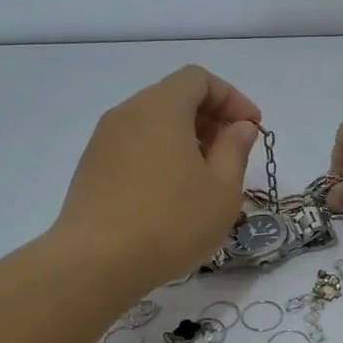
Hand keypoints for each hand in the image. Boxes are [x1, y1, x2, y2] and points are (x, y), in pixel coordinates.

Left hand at [55, 66, 262, 288]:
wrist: (96, 263)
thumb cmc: (171, 221)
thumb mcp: (222, 189)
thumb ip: (235, 150)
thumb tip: (240, 127)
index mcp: (161, 107)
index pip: (198, 79)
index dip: (231, 98)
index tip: (251, 129)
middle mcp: (127, 113)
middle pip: (173, 97)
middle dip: (209, 118)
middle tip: (232, 155)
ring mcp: (103, 141)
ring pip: (152, 123)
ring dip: (185, 139)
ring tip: (204, 178)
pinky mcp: (91, 168)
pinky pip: (133, 146)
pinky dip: (160, 155)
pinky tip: (172, 195)